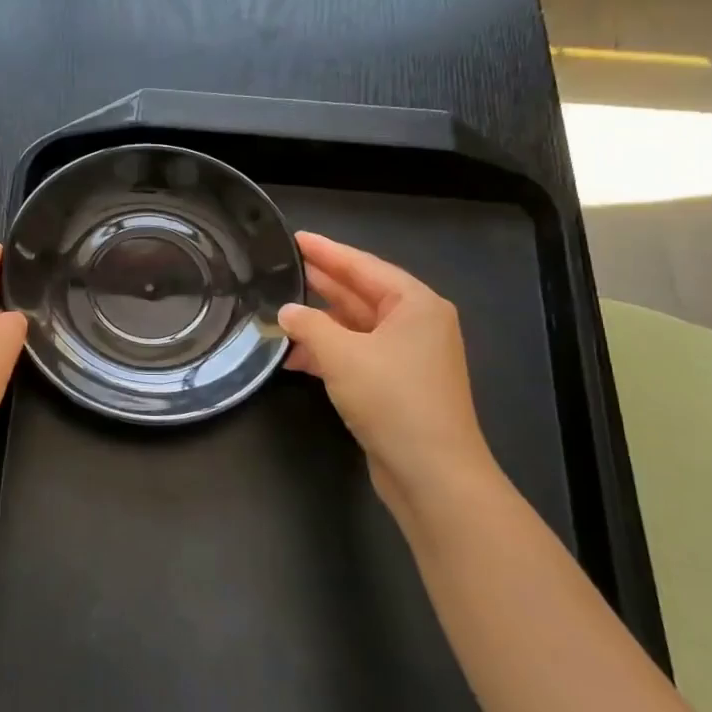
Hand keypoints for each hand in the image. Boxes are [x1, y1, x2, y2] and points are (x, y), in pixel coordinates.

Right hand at [279, 232, 493, 497]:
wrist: (432, 473)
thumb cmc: (393, 400)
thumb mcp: (343, 355)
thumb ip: (309, 326)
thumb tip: (286, 311)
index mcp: (416, 305)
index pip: (364, 266)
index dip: (327, 251)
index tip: (296, 238)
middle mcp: (417, 325)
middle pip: (362, 293)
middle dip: (323, 282)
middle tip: (285, 267)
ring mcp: (409, 357)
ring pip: (357, 326)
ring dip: (320, 322)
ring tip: (280, 309)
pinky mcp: (397, 385)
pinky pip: (357, 354)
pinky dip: (328, 352)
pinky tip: (294, 357)